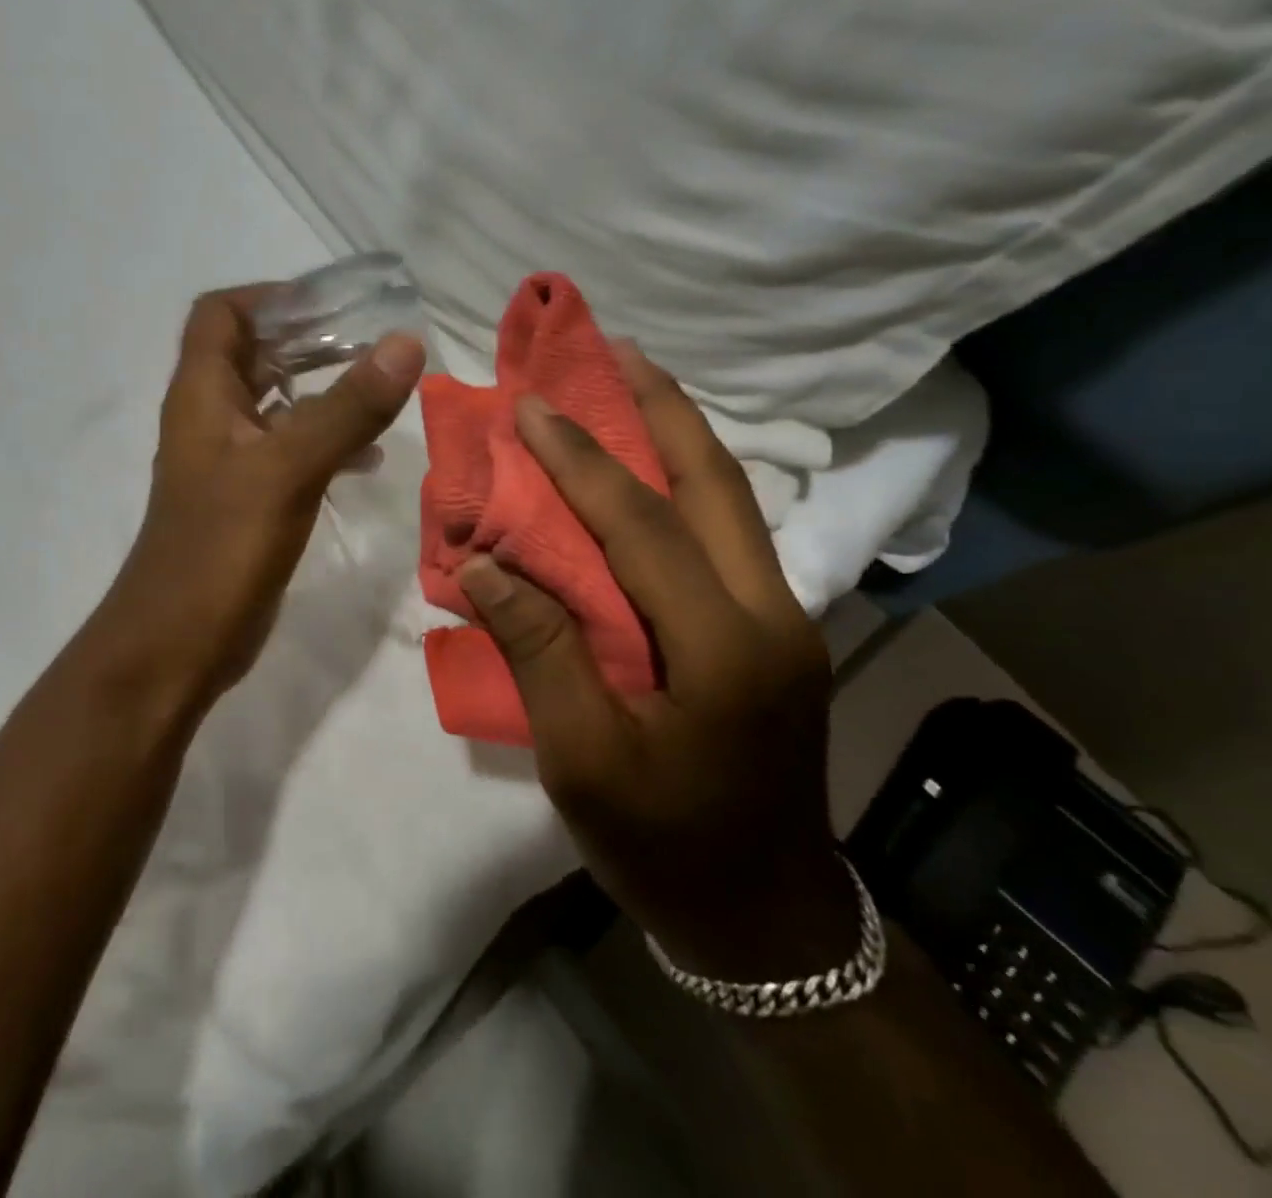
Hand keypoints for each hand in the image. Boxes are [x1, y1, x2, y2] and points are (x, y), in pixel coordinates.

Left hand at [88, 285, 423, 718]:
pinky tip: (366, 458)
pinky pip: (287, 452)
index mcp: (202, 394)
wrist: (176, 644)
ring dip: (322, 391)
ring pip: (276, 405)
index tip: (332, 304)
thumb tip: (405, 343)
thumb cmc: (221, 549)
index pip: (221, 314)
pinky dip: (323, 441)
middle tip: (372, 341)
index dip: (271, 297)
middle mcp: (210, 418)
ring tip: (380, 391)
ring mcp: (227, 463)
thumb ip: (347, 408)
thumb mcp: (289, 470)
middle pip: (254, 354)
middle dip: (310, 341)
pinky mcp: (246, 501)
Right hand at [459, 342, 851, 979]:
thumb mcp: (583, 760)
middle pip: (716, 485)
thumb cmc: (663, 846)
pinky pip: (726, 534)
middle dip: (661, 409)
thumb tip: (487, 564)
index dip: (581, 461)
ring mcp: (784, 620)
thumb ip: (539, 651)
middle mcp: (770, 615)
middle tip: (614, 352)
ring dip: (680, 437)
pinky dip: (684, 486)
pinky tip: (650, 470)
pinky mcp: (774, 633)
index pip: (643, 527)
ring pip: (731, 502)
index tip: (532, 407)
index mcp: (724, 650)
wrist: (765, 919)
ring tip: (634, 385)